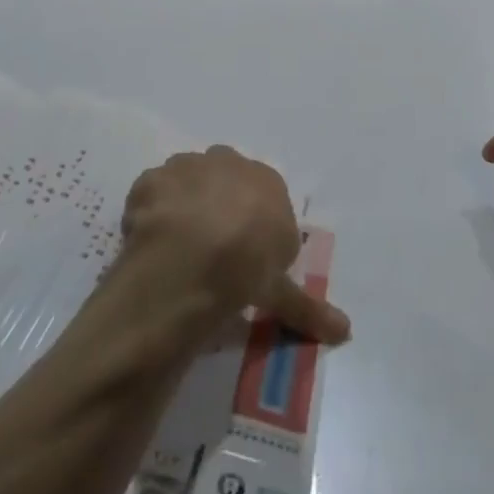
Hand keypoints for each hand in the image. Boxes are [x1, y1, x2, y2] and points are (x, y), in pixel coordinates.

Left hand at [121, 147, 350, 343]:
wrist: (193, 258)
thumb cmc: (248, 267)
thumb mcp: (281, 292)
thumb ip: (308, 306)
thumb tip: (346, 331)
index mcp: (268, 182)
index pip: (263, 198)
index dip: (251, 228)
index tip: (241, 257)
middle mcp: (230, 163)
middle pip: (224, 181)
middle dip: (217, 206)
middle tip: (208, 249)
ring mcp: (188, 167)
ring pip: (186, 182)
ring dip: (182, 206)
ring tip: (175, 248)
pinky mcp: (152, 179)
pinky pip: (151, 194)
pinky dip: (149, 214)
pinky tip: (148, 243)